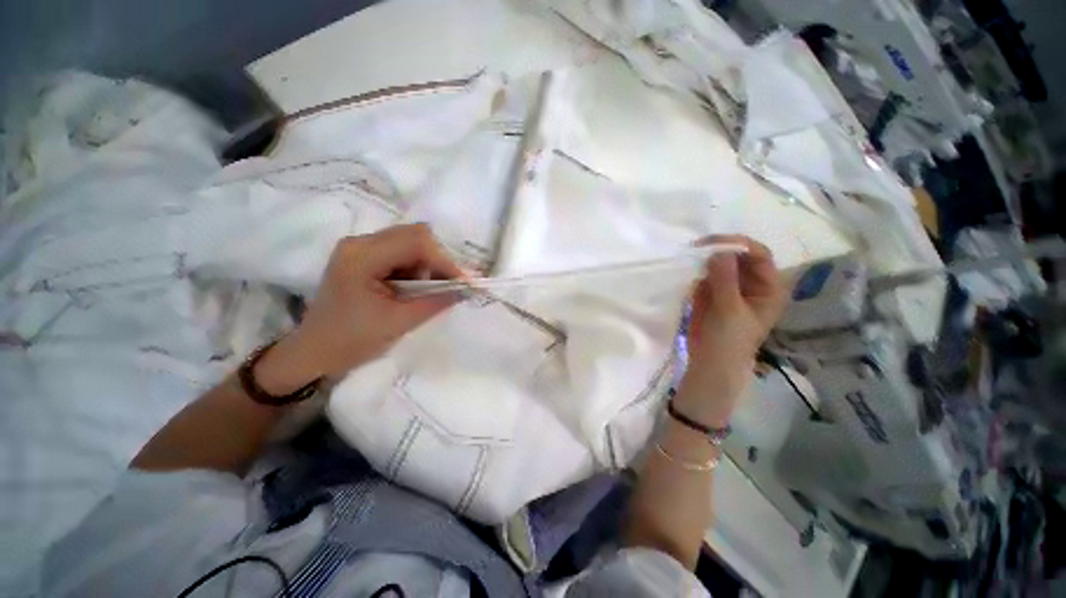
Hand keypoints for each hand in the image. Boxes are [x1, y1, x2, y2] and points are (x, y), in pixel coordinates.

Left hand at [258, 225, 462, 390]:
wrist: (313, 353)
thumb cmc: (351, 341)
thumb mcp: (399, 322)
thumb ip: (435, 302)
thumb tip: (466, 290)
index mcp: (362, 256)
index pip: (416, 243)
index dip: (445, 261)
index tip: (463, 284)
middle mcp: (360, 243)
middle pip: (414, 235)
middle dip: (438, 260)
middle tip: (449, 285)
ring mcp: (360, 248)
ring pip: (410, 242)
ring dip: (428, 264)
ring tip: (429, 290)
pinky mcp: (363, 257)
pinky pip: (401, 253)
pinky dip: (417, 268)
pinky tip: (415, 288)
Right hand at [676, 235, 787, 425]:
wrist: (709, 361)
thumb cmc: (728, 340)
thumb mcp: (729, 310)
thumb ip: (724, 279)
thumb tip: (719, 250)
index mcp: (768, 287)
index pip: (759, 255)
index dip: (739, 245)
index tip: (714, 243)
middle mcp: (752, 282)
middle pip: (739, 255)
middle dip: (720, 249)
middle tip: (696, 248)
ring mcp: (731, 285)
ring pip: (721, 262)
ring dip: (706, 258)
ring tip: (691, 257)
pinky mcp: (713, 290)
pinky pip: (706, 272)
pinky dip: (698, 270)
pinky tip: (690, 271)